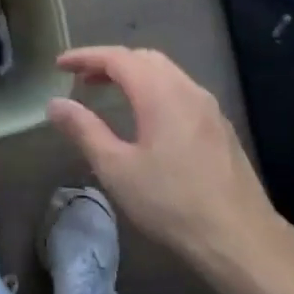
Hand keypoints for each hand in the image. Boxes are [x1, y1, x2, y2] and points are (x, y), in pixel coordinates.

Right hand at [48, 47, 293, 277]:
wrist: (238, 236)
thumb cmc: (170, 202)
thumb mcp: (116, 168)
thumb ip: (84, 131)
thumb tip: (56, 104)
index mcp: (161, 94)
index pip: (118, 58)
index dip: (86, 57)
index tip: (60, 65)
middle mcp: (188, 90)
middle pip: (145, 59)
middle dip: (110, 63)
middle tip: (81, 79)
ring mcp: (209, 108)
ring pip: (167, 74)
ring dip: (134, 75)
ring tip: (108, 94)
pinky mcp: (220, 128)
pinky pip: (181, 92)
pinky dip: (154, 90)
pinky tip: (146, 118)